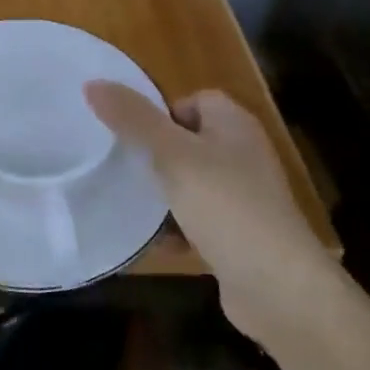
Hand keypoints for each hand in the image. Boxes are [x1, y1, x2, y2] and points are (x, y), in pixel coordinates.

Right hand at [84, 82, 338, 340]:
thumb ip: (133, 119)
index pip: (195, 100)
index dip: (162, 112)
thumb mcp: (172, 155)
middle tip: (122, 167)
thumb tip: (92, 83)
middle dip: (155, 155)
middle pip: (189, 142)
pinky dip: (177, 229)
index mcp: (235, 126)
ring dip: (163, 195)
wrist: (277, 286)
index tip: (132, 135)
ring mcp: (244, 198)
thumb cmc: (225, 206)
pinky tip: (155, 243)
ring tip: (131, 204)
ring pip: (191, 184)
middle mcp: (244, 155)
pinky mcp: (240, 236)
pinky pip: (199, 221)